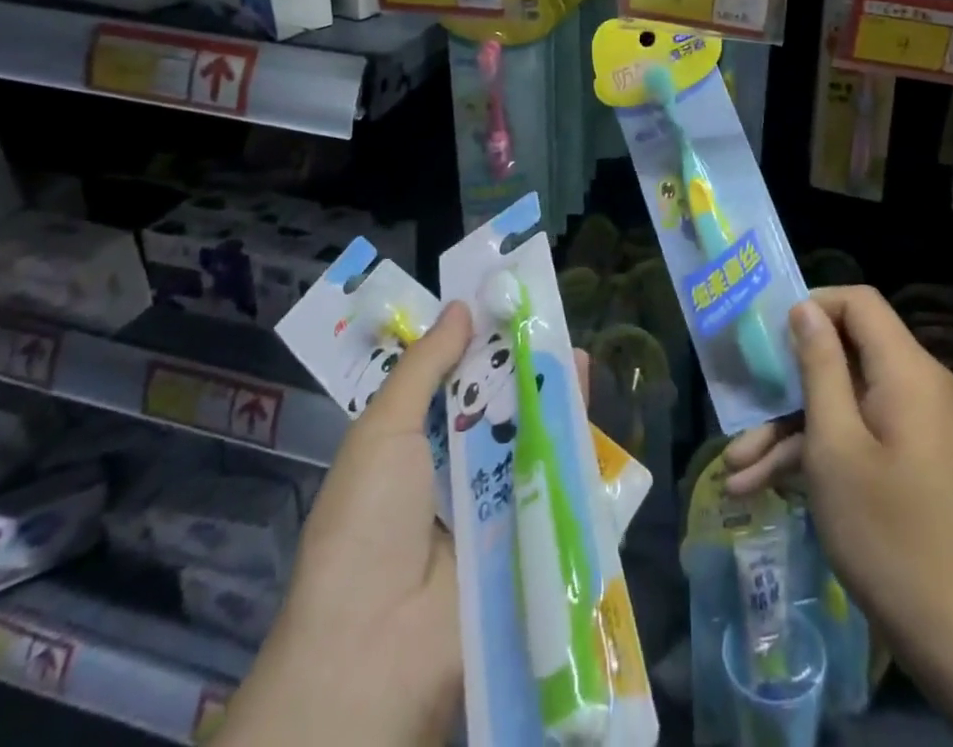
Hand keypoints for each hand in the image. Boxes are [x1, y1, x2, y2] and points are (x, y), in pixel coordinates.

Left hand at [222, 307, 593, 746]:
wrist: (377, 652)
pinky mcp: (527, 535)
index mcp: (411, 447)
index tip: (506, 301)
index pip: (451, 382)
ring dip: (549, 394)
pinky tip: (587, 396)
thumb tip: (461, 308)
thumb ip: (425, 368)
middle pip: (496, 405)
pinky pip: (552, 479)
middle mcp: (453, 472)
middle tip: (548, 318)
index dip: (477, 342)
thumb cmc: (365, 526)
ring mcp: (493, 505)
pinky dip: (571, 439)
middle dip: (520, 363)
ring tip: (573, 350)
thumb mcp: (383, 431)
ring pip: (527, 436)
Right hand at [723, 287, 952, 653]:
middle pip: (845, 354)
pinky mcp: (910, 454)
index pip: (858, 303)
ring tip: (737, 466)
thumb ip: (818, 367)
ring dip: (791, 427)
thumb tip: (804, 308)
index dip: (812, 307)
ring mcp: (916, 422)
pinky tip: (762, 485)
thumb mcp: (834, 445)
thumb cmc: (885, 532)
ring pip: (844, 400)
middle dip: (788, 383)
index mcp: (907, 370)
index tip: (770, 335)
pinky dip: (817, 450)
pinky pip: (859, 430)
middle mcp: (918, 384)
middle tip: (742, 406)